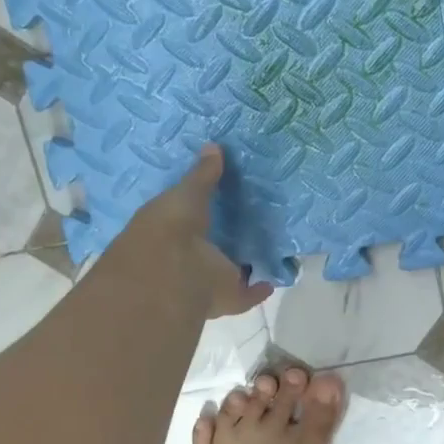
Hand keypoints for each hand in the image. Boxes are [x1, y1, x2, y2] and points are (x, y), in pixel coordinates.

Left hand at [123, 144, 273, 319]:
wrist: (172, 273)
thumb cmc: (170, 226)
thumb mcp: (187, 192)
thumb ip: (203, 174)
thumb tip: (213, 146)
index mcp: (170, 229)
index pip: (187, 218)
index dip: (200, 210)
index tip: (220, 200)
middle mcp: (187, 256)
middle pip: (208, 247)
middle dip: (222, 239)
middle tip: (247, 222)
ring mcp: (206, 279)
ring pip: (226, 271)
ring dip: (239, 265)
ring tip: (263, 249)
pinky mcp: (227, 297)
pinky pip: (247, 293)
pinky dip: (259, 289)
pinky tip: (272, 280)